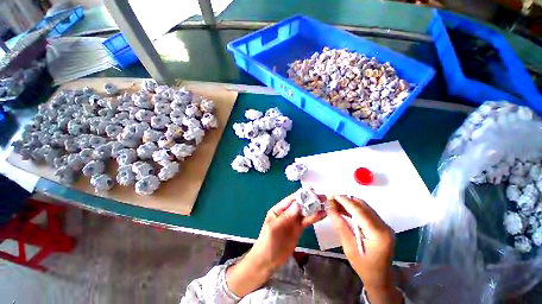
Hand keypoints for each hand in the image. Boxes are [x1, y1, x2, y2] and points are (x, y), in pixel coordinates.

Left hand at [226, 193, 325, 296]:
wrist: (268, 261)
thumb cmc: (267, 243)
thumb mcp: (274, 228)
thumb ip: (286, 217)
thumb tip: (298, 204)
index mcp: (278, 210)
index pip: (290, 200)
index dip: (300, 195)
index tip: (311, 191)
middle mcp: (287, 213)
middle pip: (299, 205)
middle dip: (310, 200)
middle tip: (322, 197)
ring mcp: (293, 221)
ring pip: (305, 212)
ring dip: (314, 208)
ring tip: (325, 204)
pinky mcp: (299, 229)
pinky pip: (307, 221)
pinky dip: (314, 217)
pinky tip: (322, 214)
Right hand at [328, 195, 401, 303]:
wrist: (380, 279)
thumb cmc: (364, 267)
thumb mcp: (349, 247)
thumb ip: (340, 226)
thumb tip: (330, 209)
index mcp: (378, 234)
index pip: (359, 211)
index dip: (345, 201)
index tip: (332, 195)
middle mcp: (384, 226)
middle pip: (363, 206)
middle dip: (346, 200)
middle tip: (332, 198)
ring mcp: (384, 225)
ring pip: (365, 207)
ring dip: (349, 203)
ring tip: (335, 202)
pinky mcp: (382, 226)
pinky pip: (366, 212)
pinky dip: (354, 209)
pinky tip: (344, 209)